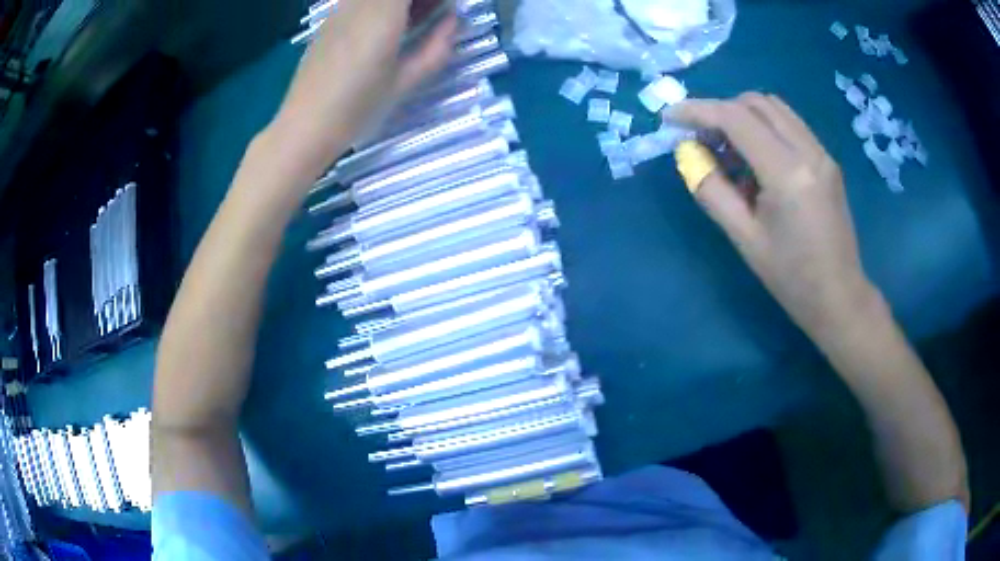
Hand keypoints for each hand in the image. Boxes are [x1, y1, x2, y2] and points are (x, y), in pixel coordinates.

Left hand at [271, 0, 456, 176]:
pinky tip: (385, 26)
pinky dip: (378, 6)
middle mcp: (359, 4)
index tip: (446, 8)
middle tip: (434, 12)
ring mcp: (339, 11)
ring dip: (398, 4)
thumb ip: (435, 47)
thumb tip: (452, 21)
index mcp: (382, 15)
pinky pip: (358, 1)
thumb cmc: (357, 108)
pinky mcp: (328, 22)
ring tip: (411, 19)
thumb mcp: (405, 82)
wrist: (304, 127)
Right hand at [668, 93, 876, 335]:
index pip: (736, 118)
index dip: (698, 110)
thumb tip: (688, 153)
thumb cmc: (791, 278)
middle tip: (702, 139)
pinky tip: (756, 159)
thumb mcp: (743, 238)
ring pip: (775, 108)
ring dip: (743, 116)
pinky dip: (764, 128)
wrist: (839, 296)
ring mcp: (822, 153)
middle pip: (756, 103)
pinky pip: (790, 125)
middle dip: (721, 110)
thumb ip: (711, 189)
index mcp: (787, 173)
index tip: (670, 117)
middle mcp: (809, 151)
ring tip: (728, 148)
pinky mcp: (827, 160)